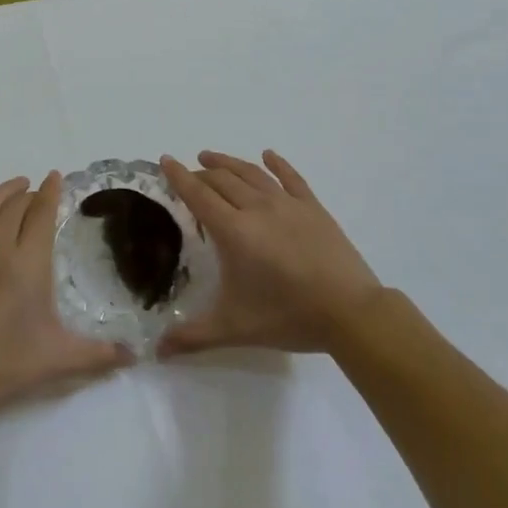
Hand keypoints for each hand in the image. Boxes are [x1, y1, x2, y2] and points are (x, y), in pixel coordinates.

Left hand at [0, 171, 131, 420]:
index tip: (56, 178)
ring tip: (15, 185)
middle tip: (38, 193)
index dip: (51, 192)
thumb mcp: (59, 358)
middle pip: (16, 206)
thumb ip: (99, 354)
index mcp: (29, 262)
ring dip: (3, 191)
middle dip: (30, 194)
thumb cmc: (5, 365)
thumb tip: (135, 356)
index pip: (42, 213)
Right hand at [160, 150, 382, 354]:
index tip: (165, 160)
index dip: (179, 177)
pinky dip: (277, 164)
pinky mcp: (313, 207)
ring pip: (252, 173)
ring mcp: (288, 204)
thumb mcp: (234, 328)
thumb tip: (158, 352)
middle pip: (222, 180)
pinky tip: (269, 155)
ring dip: (228, 163)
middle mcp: (257, 208)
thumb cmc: (287, 316)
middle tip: (188, 173)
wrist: (350, 312)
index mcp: (234, 231)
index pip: (198, 195)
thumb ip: (192, 337)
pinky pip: (291, 178)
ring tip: (211, 157)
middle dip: (201, 173)